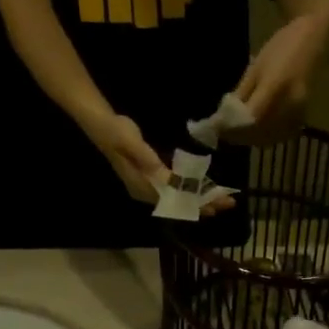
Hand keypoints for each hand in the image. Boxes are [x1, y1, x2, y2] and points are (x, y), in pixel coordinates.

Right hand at [86, 114, 236, 214]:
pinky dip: (190, 191)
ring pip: (178, 199)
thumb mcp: (131, 143)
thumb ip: (148, 160)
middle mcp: (145, 191)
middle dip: (203, 204)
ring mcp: (147, 186)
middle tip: (227, 203)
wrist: (101, 124)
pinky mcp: (150, 178)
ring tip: (220, 200)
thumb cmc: (115, 131)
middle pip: (178, 203)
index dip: (195, 201)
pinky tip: (203, 190)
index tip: (215, 203)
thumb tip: (166, 177)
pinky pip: (174, 190)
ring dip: (199, 199)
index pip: (173, 199)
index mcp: (141, 185)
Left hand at [232, 12, 328, 145]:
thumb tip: (224, 116)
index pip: (249, 117)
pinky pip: (280, 136)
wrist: (316, 40)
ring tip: (235, 133)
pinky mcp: (303, 118)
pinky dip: (265, 137)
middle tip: (223, 131)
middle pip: (258, 130)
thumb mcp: (256, 67)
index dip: (232, 125)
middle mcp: (289, 103)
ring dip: (250, 138)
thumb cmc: (282, 47)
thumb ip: (242, 93)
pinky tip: (254, 132)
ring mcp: (298, 113)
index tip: (217, 127)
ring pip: (269, 136)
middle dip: (238, 134)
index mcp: (275, 86)